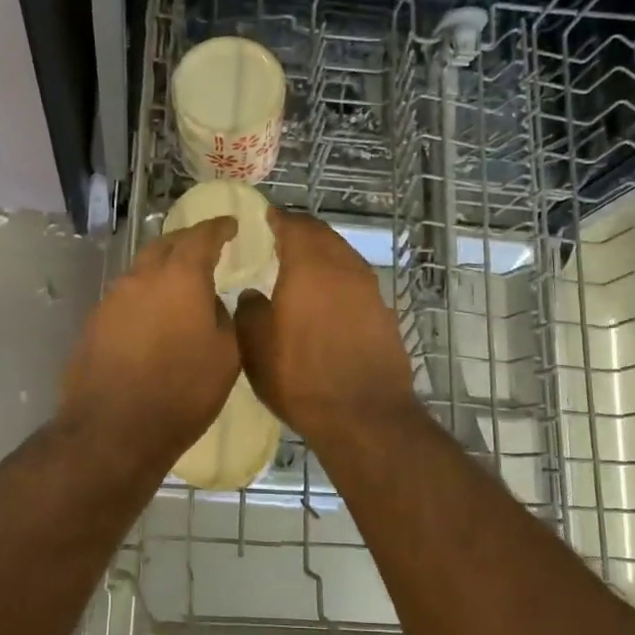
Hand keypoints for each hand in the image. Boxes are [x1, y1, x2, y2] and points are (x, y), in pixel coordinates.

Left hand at [57, 217, 240, 465]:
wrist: (113, 429)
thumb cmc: (182, 392)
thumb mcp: (226, 356)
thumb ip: (224, 317)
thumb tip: (210, 302)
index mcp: (180, 277)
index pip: (202, 236)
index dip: (218, 227)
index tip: (230, 224)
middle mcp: (142, 277)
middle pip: (166, 244)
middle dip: (188, 241)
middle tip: (206, 248)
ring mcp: (113, 298)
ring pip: (142, 270)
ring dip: (163, 268)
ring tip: (180, 284)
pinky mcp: (95, 322)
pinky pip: (127, 296)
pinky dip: (145, 295)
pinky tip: (153, 317)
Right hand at [235, 210, 417, 443]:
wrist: (363, 415)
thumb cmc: (300, 376)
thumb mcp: (256, 346)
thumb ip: (250, 310)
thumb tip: (253, 294)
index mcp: (309, 265)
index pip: (293, 225)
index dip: (277, 219)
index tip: (263, 219)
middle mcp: (344, 268)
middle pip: (323, 236)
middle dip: (301, 233)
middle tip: (279, 239)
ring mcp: (370, 290)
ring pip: (343, 257)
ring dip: (322, 255)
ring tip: (300, 268)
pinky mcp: (384, 314)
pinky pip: (356, 283)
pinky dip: (338, 280)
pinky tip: (325, 299)